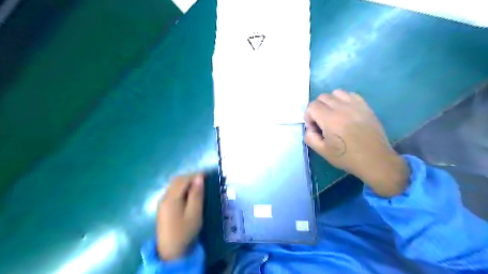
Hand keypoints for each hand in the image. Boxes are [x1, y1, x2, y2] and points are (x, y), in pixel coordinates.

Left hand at [155, 174, 202, 259]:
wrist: (170, 252)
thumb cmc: (185, 232)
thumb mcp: (194, 213)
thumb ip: (196, 194)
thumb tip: (199, 178)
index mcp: (171, 198)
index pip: (184, 180)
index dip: (195, 175)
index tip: (207, 174)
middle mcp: (164, 197)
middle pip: (177, 180)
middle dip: (190, 177)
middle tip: (204, 179)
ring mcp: (162, 202)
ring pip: (174, 185)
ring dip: (186, 181)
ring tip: (198, 184)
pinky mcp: (163, 207)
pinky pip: (172, 191)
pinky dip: (182, 187)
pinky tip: (189, 193)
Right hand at [304, 90, 408, 196]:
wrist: (375, 160)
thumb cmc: (347, 157)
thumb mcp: (322, 152)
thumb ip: (310, 138)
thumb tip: (310, 128)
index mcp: (330, 120)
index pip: (312, 106)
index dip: (309, 116)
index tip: (314, 128)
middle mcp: (342, 108)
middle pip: (323, 97)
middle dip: (317, 108)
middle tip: (322, 122)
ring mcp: (355, 105)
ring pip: (336, 93)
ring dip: (330, 102)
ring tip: (333, 115)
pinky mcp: (365, 106)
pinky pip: (351, 95)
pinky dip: (344, 100)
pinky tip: (346, 112)